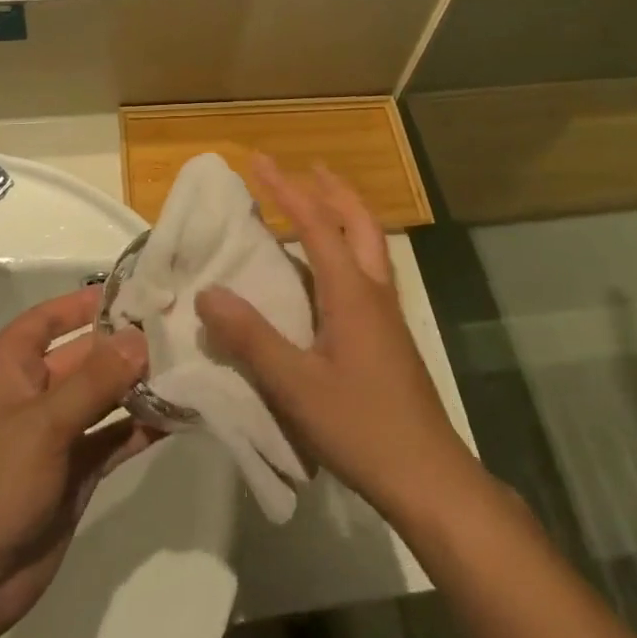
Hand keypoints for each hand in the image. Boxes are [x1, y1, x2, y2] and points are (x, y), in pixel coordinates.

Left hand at [0, 288, 156, 637]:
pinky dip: (141, 426)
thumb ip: (96, 380)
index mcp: (10, 366)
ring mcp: (56, 432)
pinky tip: (179, 414)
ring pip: (104, 395)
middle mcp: (34, 390)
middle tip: (180, 327)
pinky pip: (113, 435)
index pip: (52, 317)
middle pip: (86, 354)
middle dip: (127, 344)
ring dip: (140, 384)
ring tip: (189, 365)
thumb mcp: (44, 425)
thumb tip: (141, 337)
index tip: (138, 289)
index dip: (88, 301)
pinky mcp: (75, 469)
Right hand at [195, 156, 474, 526]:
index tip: (259, 160)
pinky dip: (348, 248)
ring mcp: (387, 314)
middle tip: (309, 168)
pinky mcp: (389, 336)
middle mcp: (373, 291)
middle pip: (359, 222)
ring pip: (370, 245)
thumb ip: (251, 338)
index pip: (315, 224)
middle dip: (333, 190)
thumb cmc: (362, 427)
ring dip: (346, 215)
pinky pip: (367, 270)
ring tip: (321, 204)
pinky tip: (330, 273)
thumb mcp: (296, 386)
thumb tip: (208, 293)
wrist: (429, 477)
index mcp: (351, 292)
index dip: (286, 189)